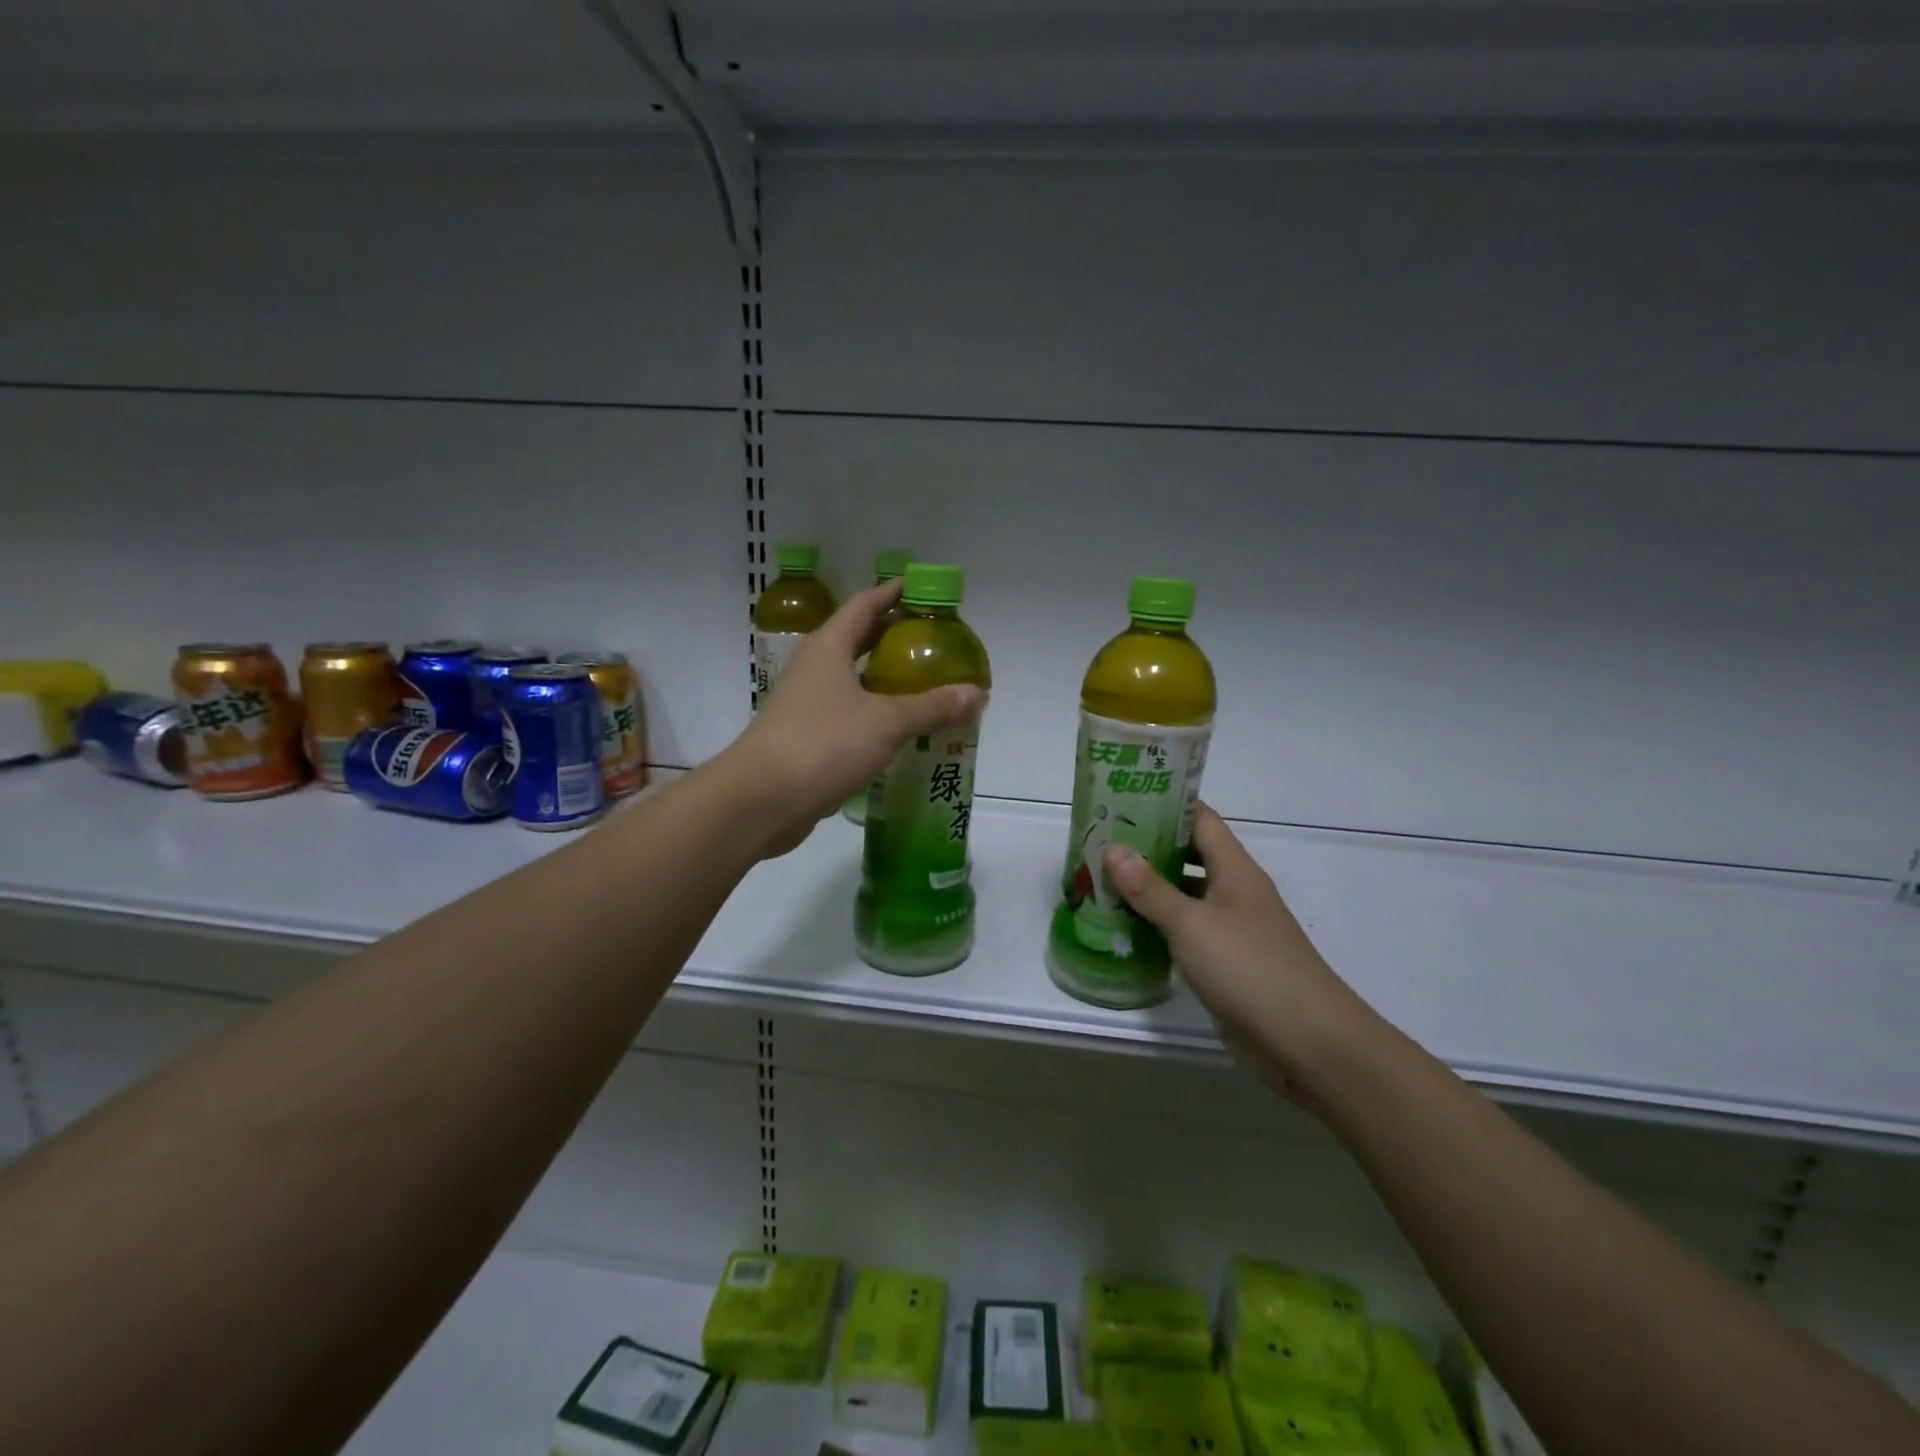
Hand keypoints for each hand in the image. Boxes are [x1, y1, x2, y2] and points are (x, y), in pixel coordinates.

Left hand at [724, 579, 985, 857]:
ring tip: (923, 685)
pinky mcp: (805, 738)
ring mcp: (805, 704)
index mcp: (829, 647)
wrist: (762, 799)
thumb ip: (932, 707)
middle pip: (856, 640)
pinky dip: (872, 715)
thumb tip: (977, 694)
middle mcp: (814, 668)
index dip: (891, 594)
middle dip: (891, 637)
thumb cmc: (825, 744)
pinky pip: (846, 715)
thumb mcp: (887, 722)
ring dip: (883, 680)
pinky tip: (898, 731)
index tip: (918, 589)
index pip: (864, 605)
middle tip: (930, 640)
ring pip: (851, 681)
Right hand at [1104, 806, 1374, 1107]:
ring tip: (1102, 881)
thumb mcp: (1192, 924)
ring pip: (1187, 895)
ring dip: (1150, 889)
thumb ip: (1151, 888)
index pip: (1200, 819)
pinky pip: (1188, 932)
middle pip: (1190, 855)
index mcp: (1235, 870)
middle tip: (1100, 843)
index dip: (1165, 805)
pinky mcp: (1228, 963)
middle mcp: (1236, 892)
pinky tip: (1127, 929)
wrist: (1309, 1043)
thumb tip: (1114, 849)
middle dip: (1148, 848)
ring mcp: (1234, 929)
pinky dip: (1160, 926)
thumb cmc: (1250, 969)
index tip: (1123, 800)